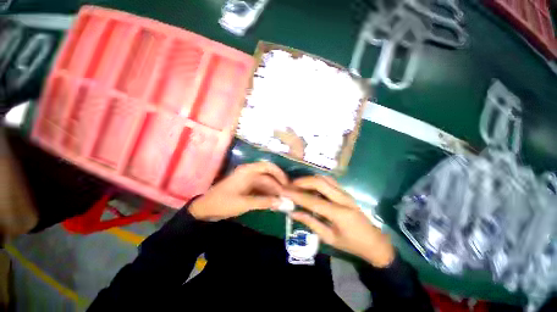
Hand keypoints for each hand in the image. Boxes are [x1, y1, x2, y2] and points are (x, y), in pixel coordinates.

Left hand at [189, 162, 287, 220]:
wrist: (206, 209)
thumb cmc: (223, 203)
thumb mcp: (244, 203)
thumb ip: (264, 202)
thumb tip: (282, 202)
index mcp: (248, 171)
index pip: (268, 167)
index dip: (280, 174)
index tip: (288, 185)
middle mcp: (250, 173)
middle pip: (269, 176)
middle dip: (278, 185)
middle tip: (288, 196)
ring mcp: (249, 180)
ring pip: (266, 183)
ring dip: (274, 191)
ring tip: (283, 200)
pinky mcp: (248, 187)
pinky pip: (261, 189)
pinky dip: (268, 194)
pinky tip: (274, 202)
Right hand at [285, 176, 394, 266]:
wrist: (375, 242)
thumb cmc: (351, 244)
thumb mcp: (329, 238)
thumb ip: (310, 223)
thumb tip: (293, 213)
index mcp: (339, 213)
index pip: (313, 200)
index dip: (296, 195)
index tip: (284, 191)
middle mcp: (343, 199)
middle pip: (319, 182)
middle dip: (302, 181)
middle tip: (290, 185)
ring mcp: (345, 193)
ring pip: (324, 178)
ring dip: (309, 179)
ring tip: (298, 184)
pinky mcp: (346, 192)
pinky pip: (329, 181)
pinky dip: (317, 180)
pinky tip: (310, 186)